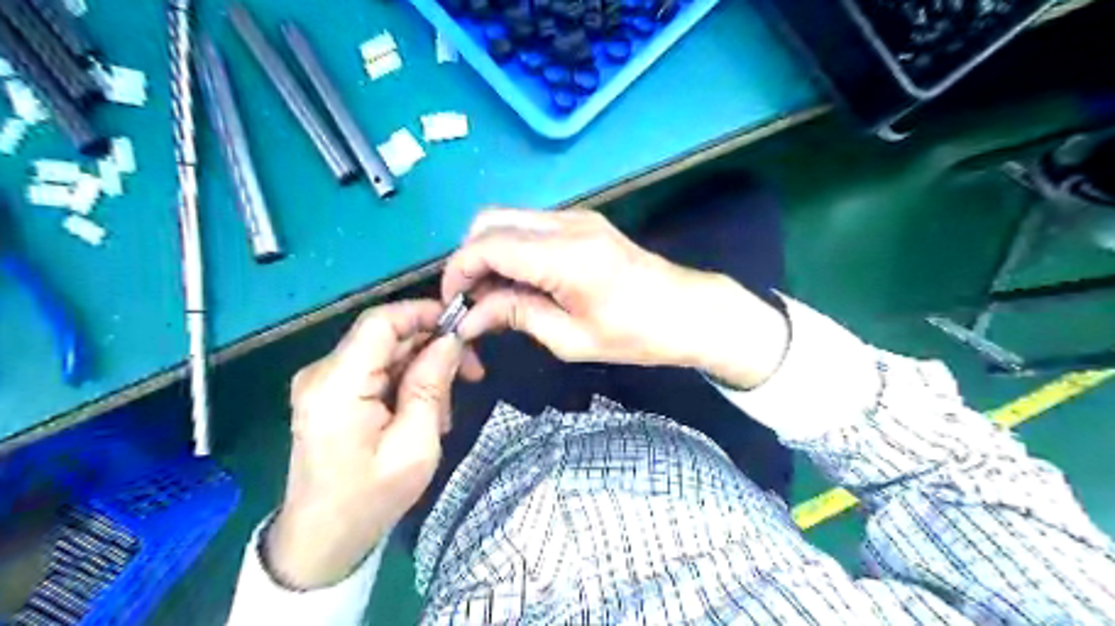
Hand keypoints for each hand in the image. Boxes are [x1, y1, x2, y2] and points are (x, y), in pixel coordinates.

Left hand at [268, 301, 485, 587]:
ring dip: (423, 370)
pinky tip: (424, 412)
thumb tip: (450, 340)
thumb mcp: (415, 446)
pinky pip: (377, 370)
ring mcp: (323, 382)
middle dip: (433, 347)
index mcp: (337, 386)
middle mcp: (322, 374)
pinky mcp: (330, 393)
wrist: (322, 541)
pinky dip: (406, 382)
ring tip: (444, 411)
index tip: (463, 327)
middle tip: (471, 374)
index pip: (380, 322)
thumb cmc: (370, 499)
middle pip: (386, 335)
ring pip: (387, 352)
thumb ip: (430, 386)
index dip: (423, 313)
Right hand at [439, 208, 787, 386]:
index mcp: (564, 255)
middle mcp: (566, 223)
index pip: (487, 246)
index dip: (458, 272)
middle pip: (490, 220)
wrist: (688, 311)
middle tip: (473, 300)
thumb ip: (516, 317)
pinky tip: (520, 281)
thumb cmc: (635, 334)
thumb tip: (472, 316)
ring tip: (495, 296)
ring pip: (508, 219)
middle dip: (469, 258)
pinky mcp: (583, 222)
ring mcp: (576, 217)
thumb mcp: (570, 339)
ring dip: (490, 252)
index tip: (453, 304)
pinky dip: (512, 249)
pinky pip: (530, 226)